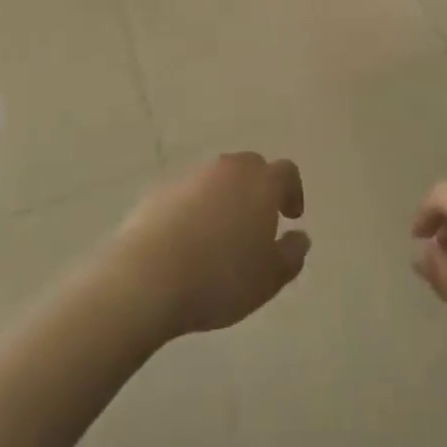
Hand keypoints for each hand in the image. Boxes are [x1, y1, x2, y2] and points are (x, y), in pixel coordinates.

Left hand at [110, 153, 309, 340]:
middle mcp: (227, 169)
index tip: (290, 217)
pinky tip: (187, 242)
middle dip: (258, 190)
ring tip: (219, 237)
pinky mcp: (159, 191)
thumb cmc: (220, 278)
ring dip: (224, 198)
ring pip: (216, 179)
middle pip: (250, 168)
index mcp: (260, 183)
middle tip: (256, 224)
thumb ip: (292, 254)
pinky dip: (194, 209)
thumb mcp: (269, 278)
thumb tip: (300, 237)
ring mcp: (191, 176)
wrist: (146, 277)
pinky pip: (187, 194)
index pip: (286, 172)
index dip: (292, 192)